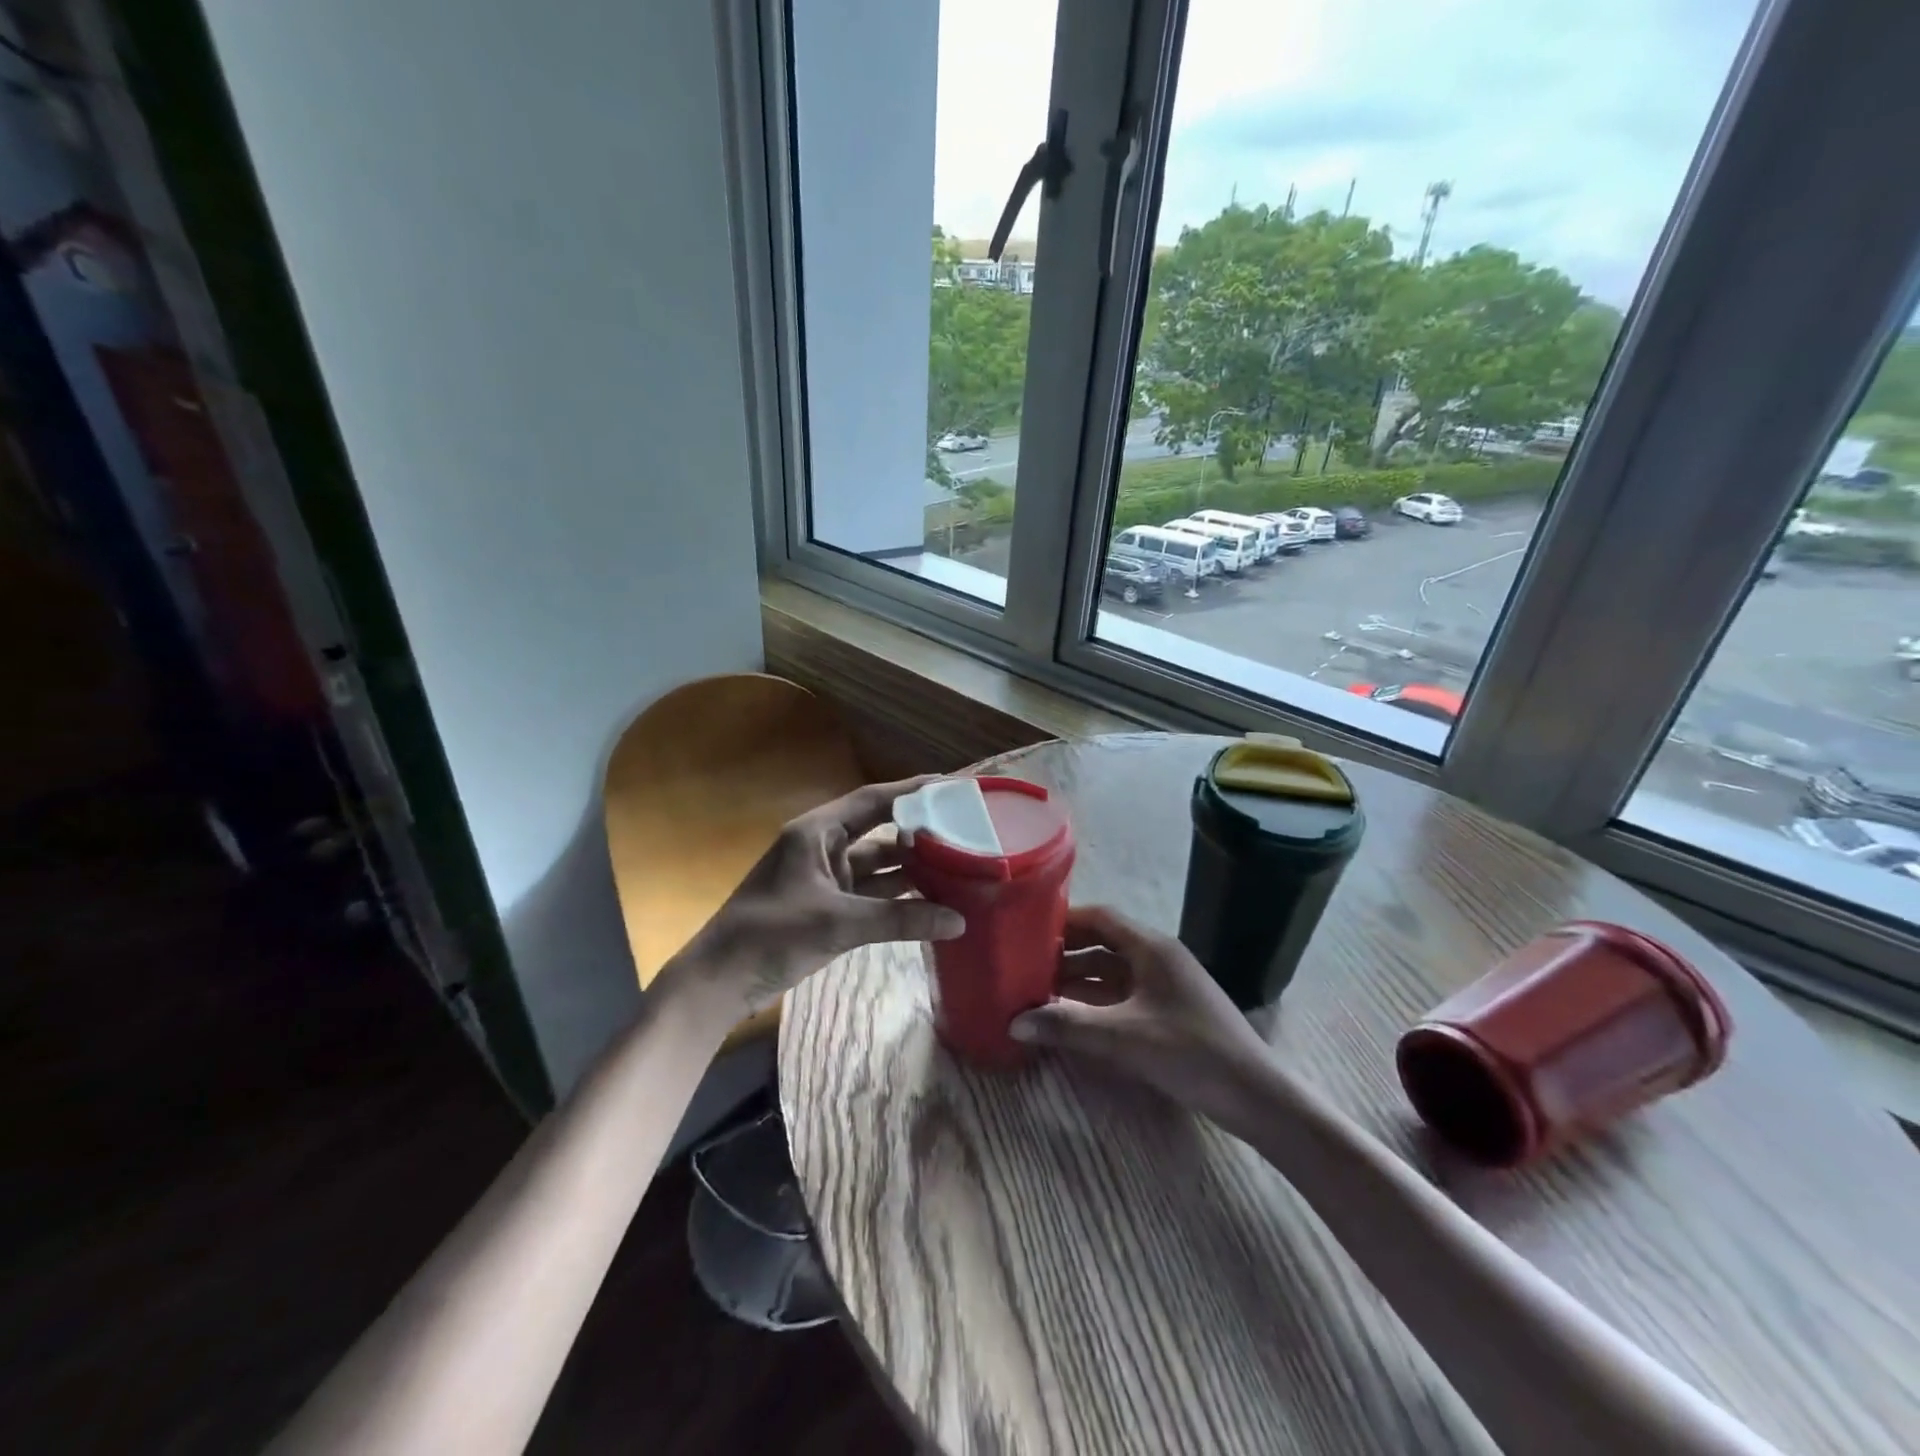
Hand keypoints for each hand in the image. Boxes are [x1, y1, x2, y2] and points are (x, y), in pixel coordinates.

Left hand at [678, 777, 965, 1018]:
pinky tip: (931, 900)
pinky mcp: (827, 907)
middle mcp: (824, 848)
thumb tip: (959, 921)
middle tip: (966, 829)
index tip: (952, 785)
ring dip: (912, 867)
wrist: (720, 981)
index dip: (912, 790)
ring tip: (960, 864)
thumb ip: (899, 919)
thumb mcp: (838, 922)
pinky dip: (898, 897)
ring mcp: (826, 879)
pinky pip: (871, 894)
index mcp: (817, 833)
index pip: (873, 800)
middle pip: (880, 831)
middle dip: (920, 831)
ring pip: (878, 865)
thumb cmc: (771, 935)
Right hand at [1009, 905, 1273, 1125]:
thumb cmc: (1192, 1053)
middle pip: (1103, 943)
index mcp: (1152, 948)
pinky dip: (1096, 1003)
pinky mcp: (1169, 1013)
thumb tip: (1013, 1022)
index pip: (1101, 917)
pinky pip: (1123, 996)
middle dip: (1065, 953)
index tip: (1027, 929)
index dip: (1064, 919)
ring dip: (1078, 981)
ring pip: (1111, 972)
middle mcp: (1157, 958)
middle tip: (1024, 964)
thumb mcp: (1124, 1038)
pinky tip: (1072, 1018)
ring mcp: (1165, 986)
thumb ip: (1068, 1027)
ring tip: (1037, 992)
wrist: (1257, 1097)